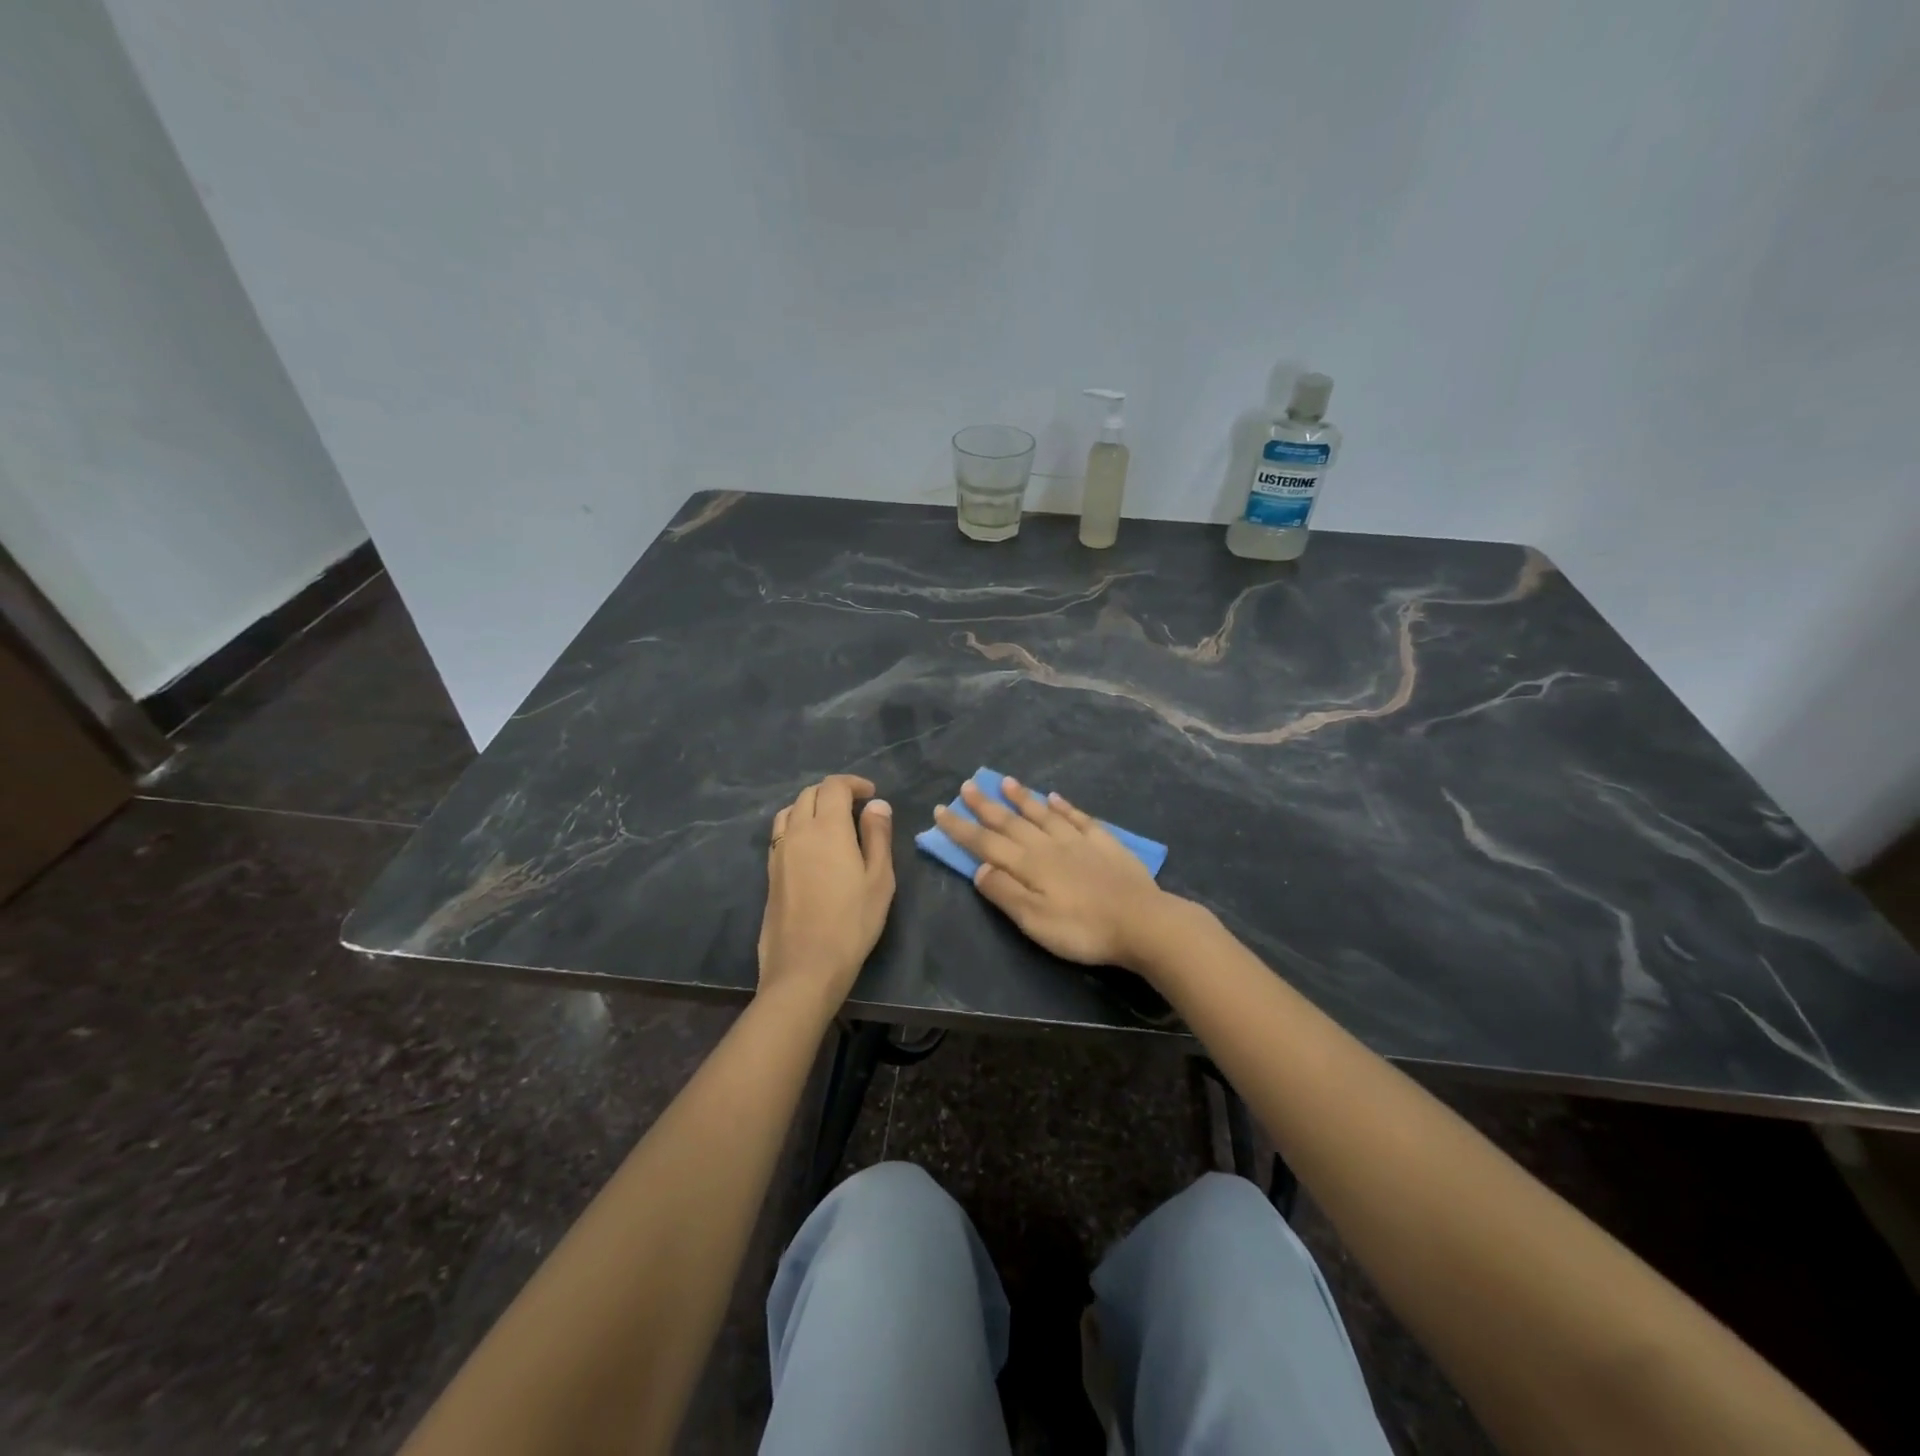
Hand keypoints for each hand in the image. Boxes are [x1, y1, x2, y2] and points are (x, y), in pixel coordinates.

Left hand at [758, 774, 894, 1008]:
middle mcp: (798, 831)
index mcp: (827, 828)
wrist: (805, 966)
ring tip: (831, 823)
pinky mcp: (770, 872)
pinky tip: (812, 847)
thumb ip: (877, 836)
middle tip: (856, 807)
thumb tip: (877, 805)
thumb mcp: (879, 879)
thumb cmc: (852, 922)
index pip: (834, 787)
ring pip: (790, 811)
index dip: (853, 783)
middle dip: (833, 792)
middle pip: (809, 794)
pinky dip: (797, 825)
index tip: (871, 794)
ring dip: (811, 806)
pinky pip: (781, 833)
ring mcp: (779, 852)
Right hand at [933, 777, 1175, 968]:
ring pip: (1043, 813)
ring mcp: (1078, 841)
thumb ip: (1005, 892)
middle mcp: (1049, 845)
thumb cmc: (1083, 930)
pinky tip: (1055, 797)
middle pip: (1011, 822)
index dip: (962, 828)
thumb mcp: (1034, 921)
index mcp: (1029, 865)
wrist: (1143, 923)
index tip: (941, 811)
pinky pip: (1078, 818)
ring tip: (1006, 781)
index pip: (986, 843)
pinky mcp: (1104, 844)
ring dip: (1022, 798)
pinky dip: (1063, 806)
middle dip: (986, 805)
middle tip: (968, 785)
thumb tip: (978, 868)